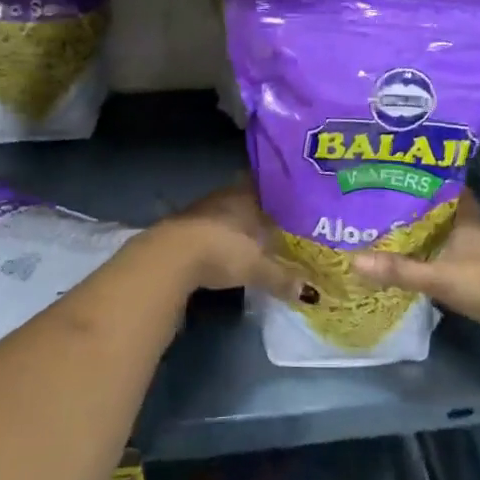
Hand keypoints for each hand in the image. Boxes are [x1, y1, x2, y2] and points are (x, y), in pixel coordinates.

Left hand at [150, 182, 306, 299]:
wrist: (170, 256)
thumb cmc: (223, 251)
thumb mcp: (258, 269)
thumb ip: (282, 278)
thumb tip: (309, 292)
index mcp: (245, 197)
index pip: (265, 187)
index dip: (276, 195)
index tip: (288, 203)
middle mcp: (223, 197)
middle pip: (244, 200)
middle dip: (256, 212)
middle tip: (273, 225)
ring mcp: (199, 210)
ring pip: (224, 213)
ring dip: (234, 225)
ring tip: (250, 239)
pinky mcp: (180, 228)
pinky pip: (207, 228)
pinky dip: (216, 238)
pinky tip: (222, 250)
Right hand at [352, 191, 479, 352]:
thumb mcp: (439, 277)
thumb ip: (399, 270)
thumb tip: (354, 260)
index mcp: (468, 222)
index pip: (453, 190)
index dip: (435, 181)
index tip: (409, 175)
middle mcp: (478, 235)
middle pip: (450, 216)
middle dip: (426, 212)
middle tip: (393, 207)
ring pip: (454, 240)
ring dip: (434, 239)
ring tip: (401, 236)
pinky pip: (458, 264)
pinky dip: (442, 263)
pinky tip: (424, 269)